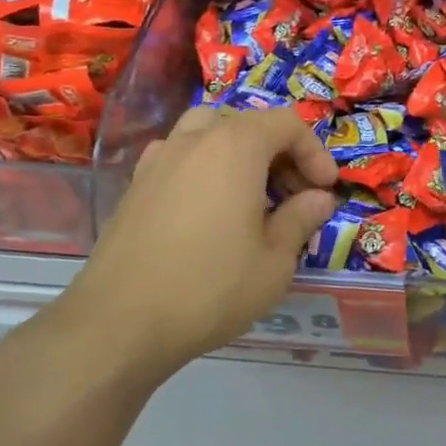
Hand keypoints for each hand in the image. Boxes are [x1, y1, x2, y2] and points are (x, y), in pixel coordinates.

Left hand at [0, 109, 338, 409]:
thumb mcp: (274, 261)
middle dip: (279, 152)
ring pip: (208, 133)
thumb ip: (300, 220)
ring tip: (251, 195)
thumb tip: (319, 200)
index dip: (315, 152)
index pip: (287, 124)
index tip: (325, 190)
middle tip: (293, 196)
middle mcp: (194, 140)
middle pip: (247, 123)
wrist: (120, 322)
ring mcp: (158, 159)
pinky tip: (209, 211)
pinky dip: (205, 169)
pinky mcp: (135, 186)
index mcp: (235, 146)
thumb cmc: (211, 287)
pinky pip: (180, 158)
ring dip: (239, 154)